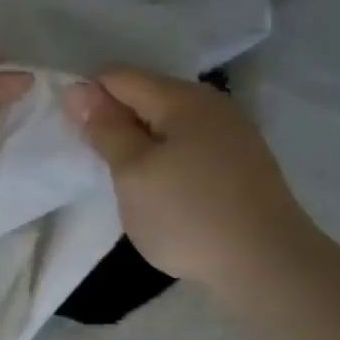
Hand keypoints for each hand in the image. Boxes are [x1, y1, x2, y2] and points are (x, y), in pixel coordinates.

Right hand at [66, 68, 327, 301]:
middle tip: (95, 161)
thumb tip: (79, 90)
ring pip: (169, 123)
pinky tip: (162, 189)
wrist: (268, 263)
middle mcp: (210, 104)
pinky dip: (167, 158)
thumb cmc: (188, 214)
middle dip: (116, 120)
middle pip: (147, 96)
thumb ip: (106, 129)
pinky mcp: (242, 162)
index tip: (72, 134)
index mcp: (181, 98)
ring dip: (141, 142)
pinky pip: (190, 145)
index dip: (88, 98)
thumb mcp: (132, 172)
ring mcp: (232, 133)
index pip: (119, 77)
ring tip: (125, 179)